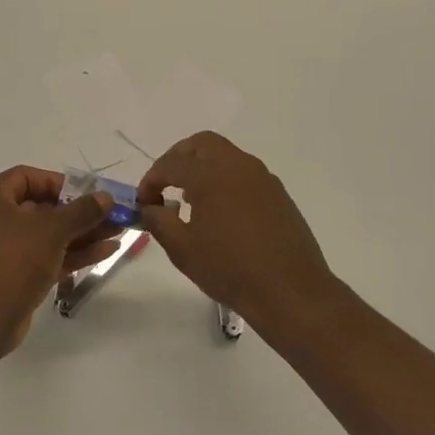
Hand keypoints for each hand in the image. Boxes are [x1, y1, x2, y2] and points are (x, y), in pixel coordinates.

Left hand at [0, 166, 120, 345]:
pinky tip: (106, 252)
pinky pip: (46, 256)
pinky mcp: (14, 276)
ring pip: (47, 235)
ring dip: (82, 233)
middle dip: (79, 212)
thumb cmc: (14, 260)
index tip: (86, 193)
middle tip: (110, 214)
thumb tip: (106, 197)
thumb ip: (82, 210)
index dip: (58, 182)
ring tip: (117, 232)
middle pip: (41, 207)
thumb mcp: (53, 229)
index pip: (26, 177)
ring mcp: (3, 250)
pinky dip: (72, 253)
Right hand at [136, 132, 340, 330]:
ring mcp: (262, 178)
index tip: (144, 202)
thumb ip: (159, 221)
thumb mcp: (183, 249)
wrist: (290, 290)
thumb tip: (149, 208)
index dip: (151, 180)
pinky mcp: (278, 193)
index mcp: (211, 175)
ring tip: (190, 199)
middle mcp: (238, 166)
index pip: (171, 164)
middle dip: (177, 158)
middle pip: (201, 144)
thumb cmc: (230, 269)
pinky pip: (244, 173)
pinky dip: (224, 180)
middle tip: (165, 185)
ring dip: (202, 167)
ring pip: (225, 155)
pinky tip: (220, 211)